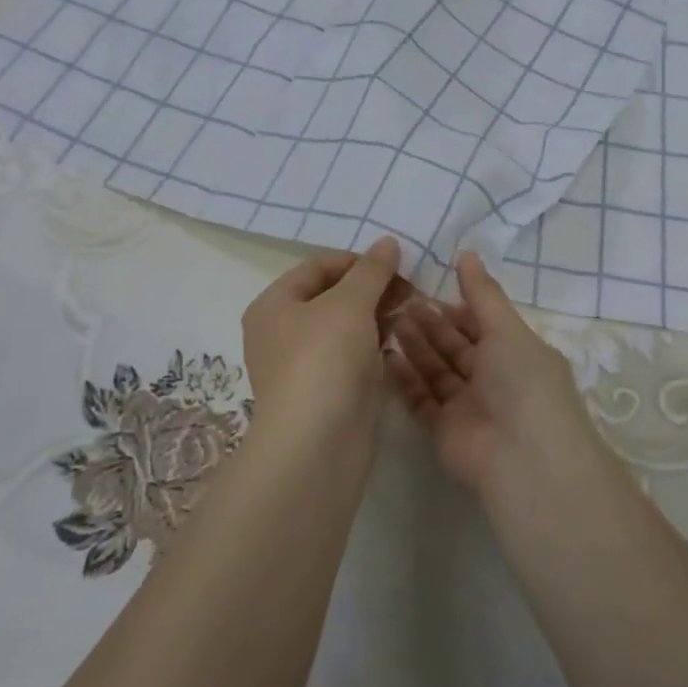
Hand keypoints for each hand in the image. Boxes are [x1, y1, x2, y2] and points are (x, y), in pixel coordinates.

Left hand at [242, 237, 402, 439]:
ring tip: (413, 311)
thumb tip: (387, 242)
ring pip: (346, 328)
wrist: (316, 444)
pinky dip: (375, 346)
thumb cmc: (324, 359)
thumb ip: (371, 270)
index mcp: (274, 305)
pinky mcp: (326, 393)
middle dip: (372, 289)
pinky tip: (401, 343)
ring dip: (378, 316)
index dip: (357, 260)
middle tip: (411, 288)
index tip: (395, 265)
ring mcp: (304, 366)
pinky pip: (353, 357)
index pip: (318, 266)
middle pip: (332, 296)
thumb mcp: (350, 303)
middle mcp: (282, 332)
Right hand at [389, 252, 593, 494]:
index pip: (480, 325)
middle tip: (398, 301)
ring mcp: (467, 406)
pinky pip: (421, 400)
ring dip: (414, 347)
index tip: (425, 286)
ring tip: (387, 320)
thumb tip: (467, 253)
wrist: (524, 458)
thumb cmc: (523, 382)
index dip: (455, 306)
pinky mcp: (444, 430)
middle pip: (454, 346)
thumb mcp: (507, 329)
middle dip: (429, 324)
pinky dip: (404, 380)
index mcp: (514, 353)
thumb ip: (483, 293)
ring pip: (436, 371)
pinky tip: (385, 357)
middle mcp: (492, 379)